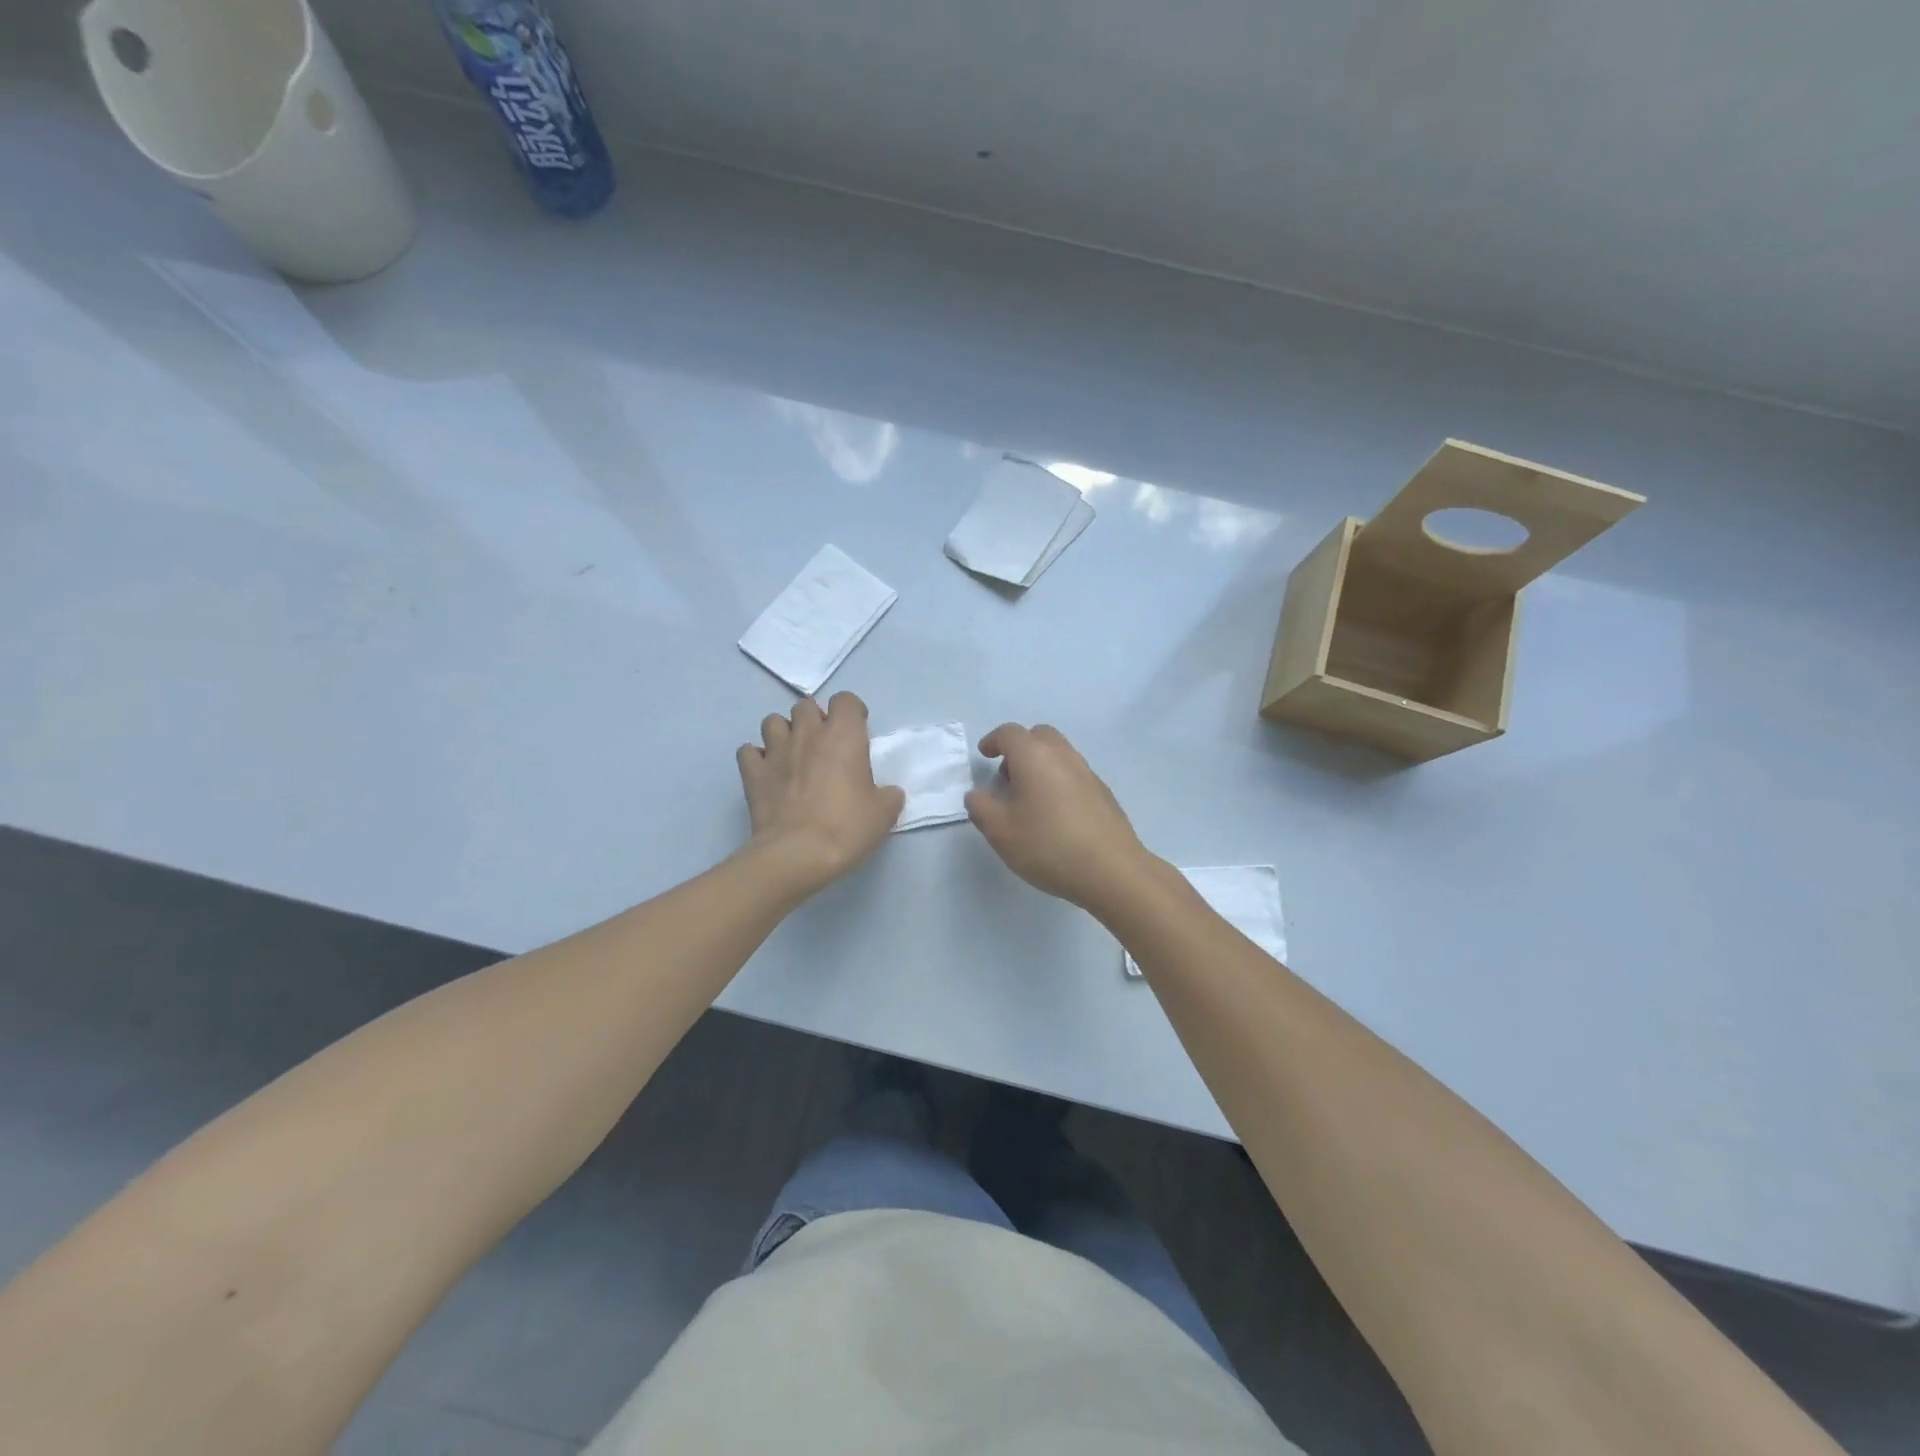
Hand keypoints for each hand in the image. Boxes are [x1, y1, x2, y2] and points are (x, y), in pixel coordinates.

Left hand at [736, 692, 904, 894]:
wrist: (798, 854)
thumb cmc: (847, 827)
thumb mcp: (884, 814)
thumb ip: (888, 795)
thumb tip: (888, 793)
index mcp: (843, 735)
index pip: (846, 700)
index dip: (852, 712)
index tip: (857, 732)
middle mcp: (807, 734)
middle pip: (806, 706)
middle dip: (815, 719)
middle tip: (824, 745)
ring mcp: (775, 751)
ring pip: (772, 721)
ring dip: (783, 733)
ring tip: (793, 755)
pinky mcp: (752, 773)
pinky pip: (749, 752)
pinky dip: (757, 758)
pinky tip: (767, 773)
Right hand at [966, 723, 1158, 913]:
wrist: (1111, 870)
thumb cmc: (1047, 845)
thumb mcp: (999, 830)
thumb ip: (980, 806)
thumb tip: (978, 794)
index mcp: (1034, 756)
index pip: (1009, 733)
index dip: (993, 741)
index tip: (984, 755)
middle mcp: (1063, 755)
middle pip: (1039, 736)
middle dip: (1020, 749)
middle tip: (1007, 777)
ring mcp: (1088, 773)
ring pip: (1059, 754)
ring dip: (1040, 765)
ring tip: (1029, 800)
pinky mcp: (1104, 793)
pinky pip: (1074, 774)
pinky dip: (1059, 781)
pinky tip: (1056, 815)